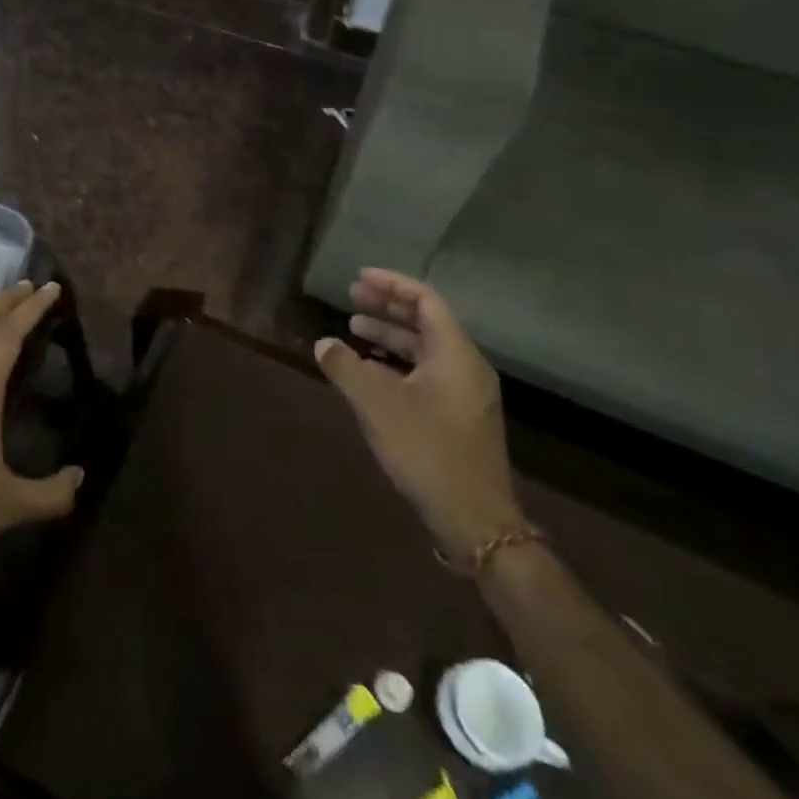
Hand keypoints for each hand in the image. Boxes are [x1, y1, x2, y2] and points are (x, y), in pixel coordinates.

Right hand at [315, 269, 523, 560]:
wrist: (475, 520)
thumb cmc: (426, 450)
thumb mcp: (376, 404)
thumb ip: (345, 367)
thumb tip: (324, 343)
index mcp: (455, 354)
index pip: (425, 300)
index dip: (391, 285)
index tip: (359, 278)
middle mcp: (466, 367)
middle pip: (426, 322)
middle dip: (388, 308)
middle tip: (352, 298)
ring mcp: (466, 394)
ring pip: (425, 350)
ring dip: (390, 336)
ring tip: (354, 330)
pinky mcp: (460, 418)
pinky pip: (427, 373)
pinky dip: (398, 363)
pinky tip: (370, 373)